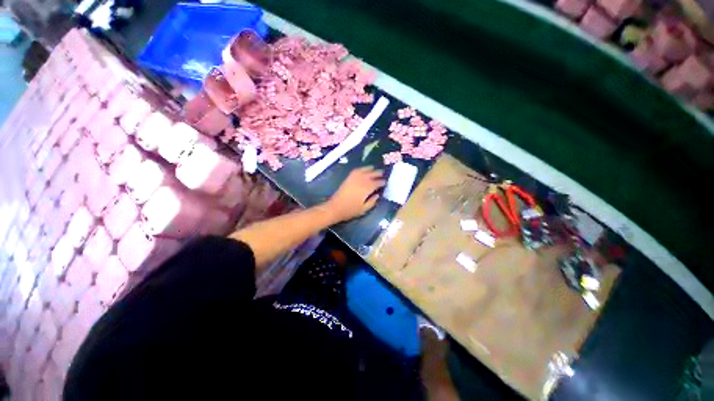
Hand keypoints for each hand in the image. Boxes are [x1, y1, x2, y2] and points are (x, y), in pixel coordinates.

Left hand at [325, 167, 385, 221]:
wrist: (335, 207)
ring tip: (375, 169)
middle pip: (372, 174)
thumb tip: (377, 195)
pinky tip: (364, 170)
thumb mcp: (364, 209)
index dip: (382, 182)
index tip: (386, 182)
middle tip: (383, 174)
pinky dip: (362, 169)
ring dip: (371, 169)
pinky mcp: (348, 178)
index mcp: (367, 188)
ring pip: (365, 170)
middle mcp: (362, 180)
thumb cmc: (350, 210)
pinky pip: (357, 170)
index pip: (377, 183)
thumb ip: (372, 201)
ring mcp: (354, 178)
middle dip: (378, 174)